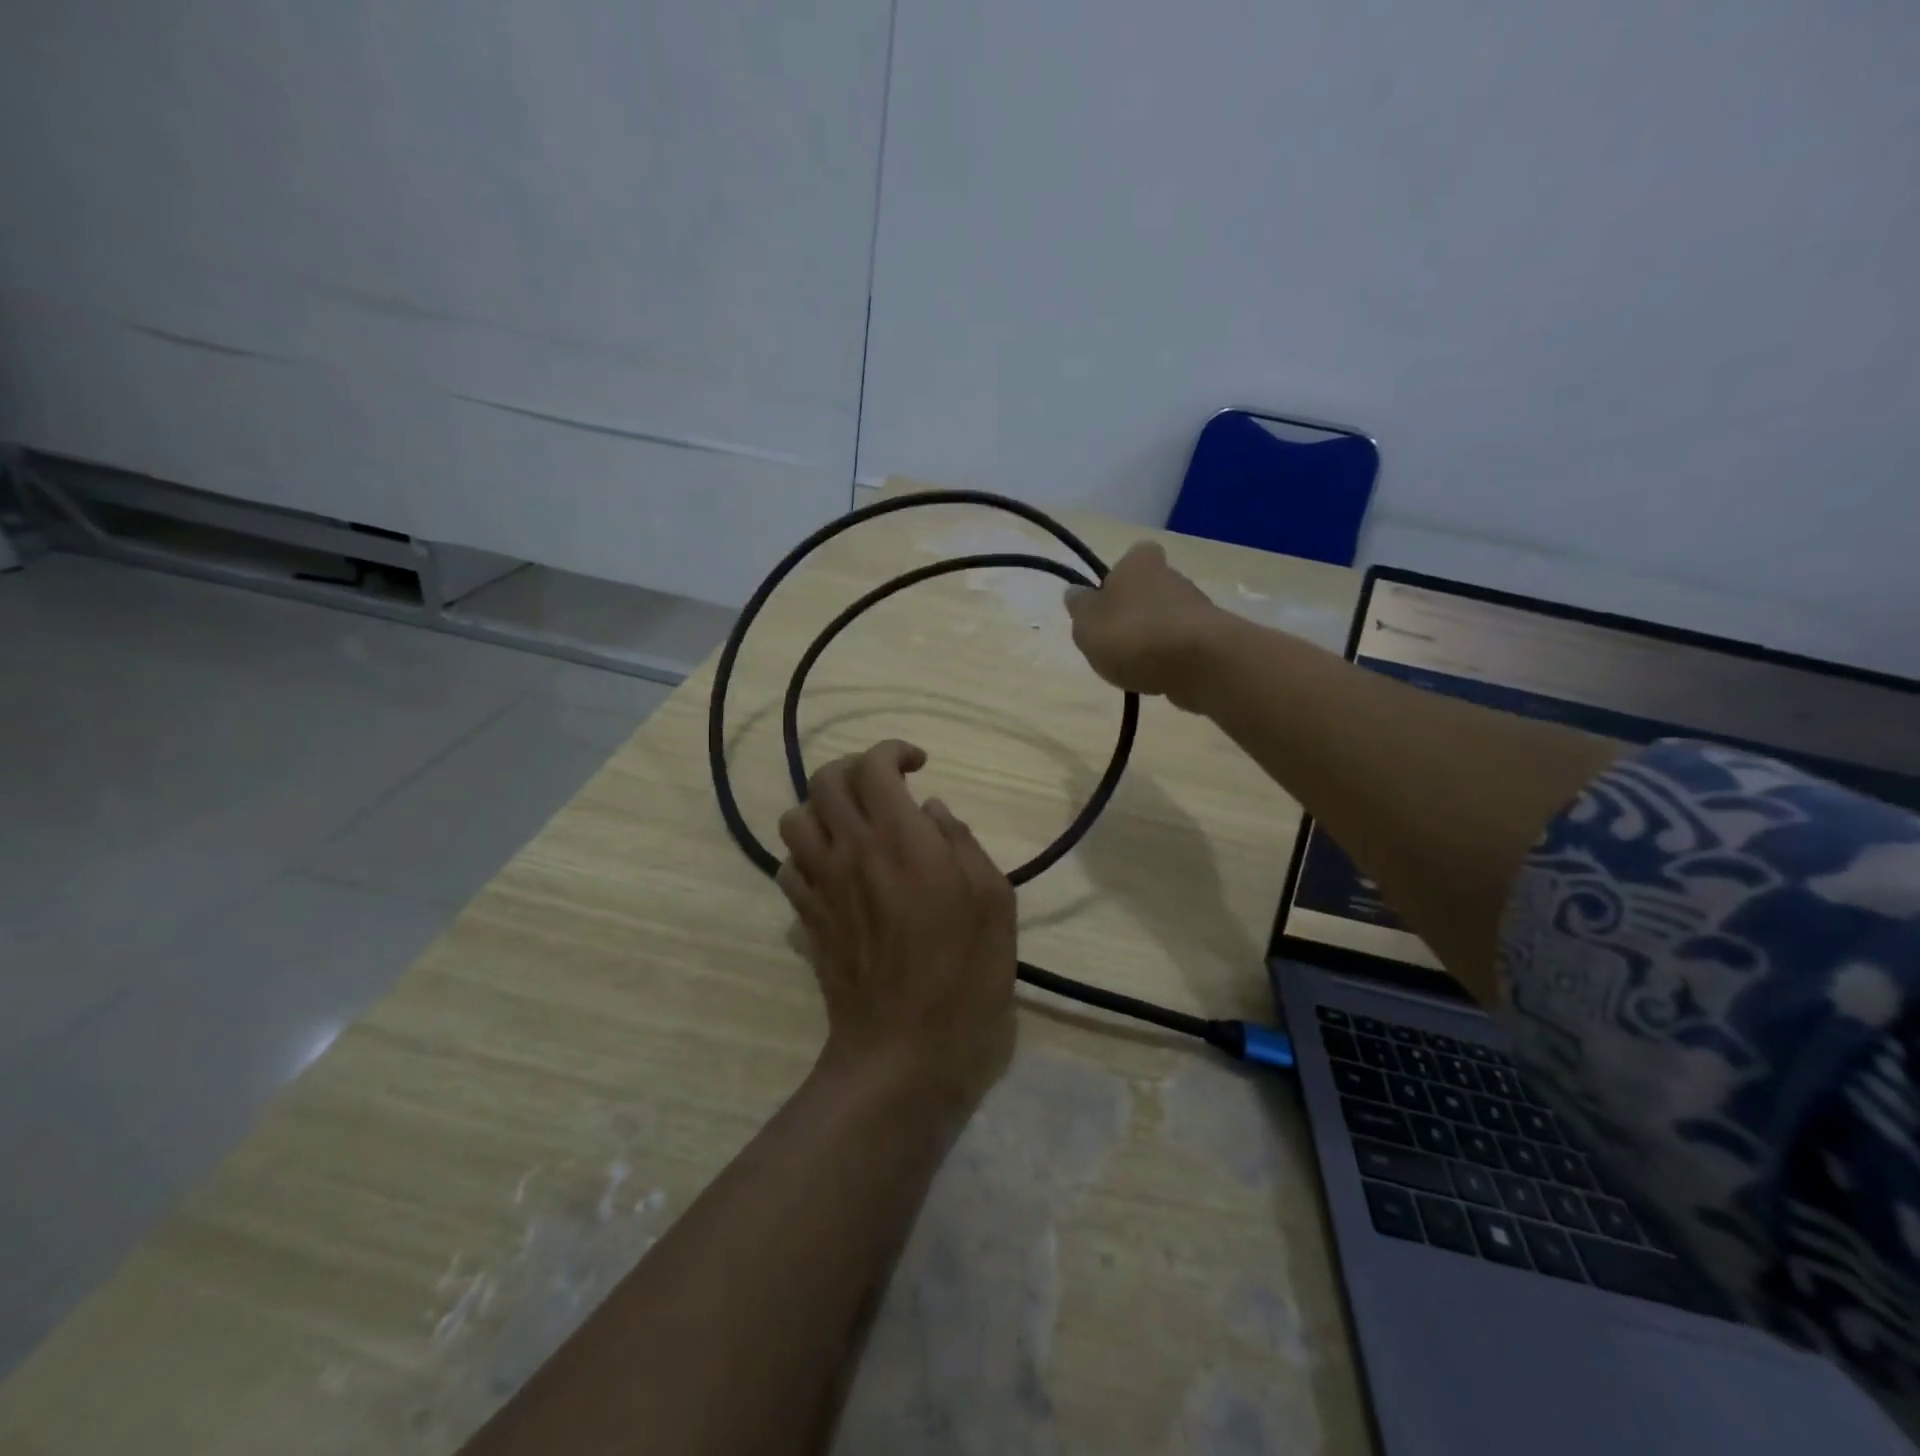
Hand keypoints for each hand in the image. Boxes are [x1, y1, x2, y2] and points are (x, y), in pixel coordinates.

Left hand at [777, 740, 1017, 1113]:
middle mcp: (851, 850)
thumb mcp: (995, 902)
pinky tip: (835, 869)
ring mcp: (821, 885)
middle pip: (825, 780)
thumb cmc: (964, 975)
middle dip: (854, 769)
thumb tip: (933, 811)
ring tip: (854, 825)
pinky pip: (788, 865)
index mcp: (902, 840)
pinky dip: (808, 852)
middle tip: (886, 787)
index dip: (893, 751)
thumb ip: (964, 842)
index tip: (919, 765)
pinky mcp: (806, 918)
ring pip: (794, 818)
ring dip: (822, 808)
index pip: (874, 766)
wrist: (904, 1049)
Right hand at [1063, 542, 1227, 708]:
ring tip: (1135, 667)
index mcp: (1139, 563)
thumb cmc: (1132, 635)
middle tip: (1114, 641)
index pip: (1134, 555)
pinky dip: (1171, 659)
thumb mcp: (1087, 623)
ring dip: (1153, 638)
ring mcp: (1197, 608)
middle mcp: (1172, 576)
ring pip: (1167, 618)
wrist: (1198, 664)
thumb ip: (1079, 608)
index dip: (1121, 575)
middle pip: (1150, 590)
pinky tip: (1159, 678)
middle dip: (1135, 611)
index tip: (1108, 599)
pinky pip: (1183, 646)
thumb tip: (1075, 592)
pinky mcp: (1213, 640)